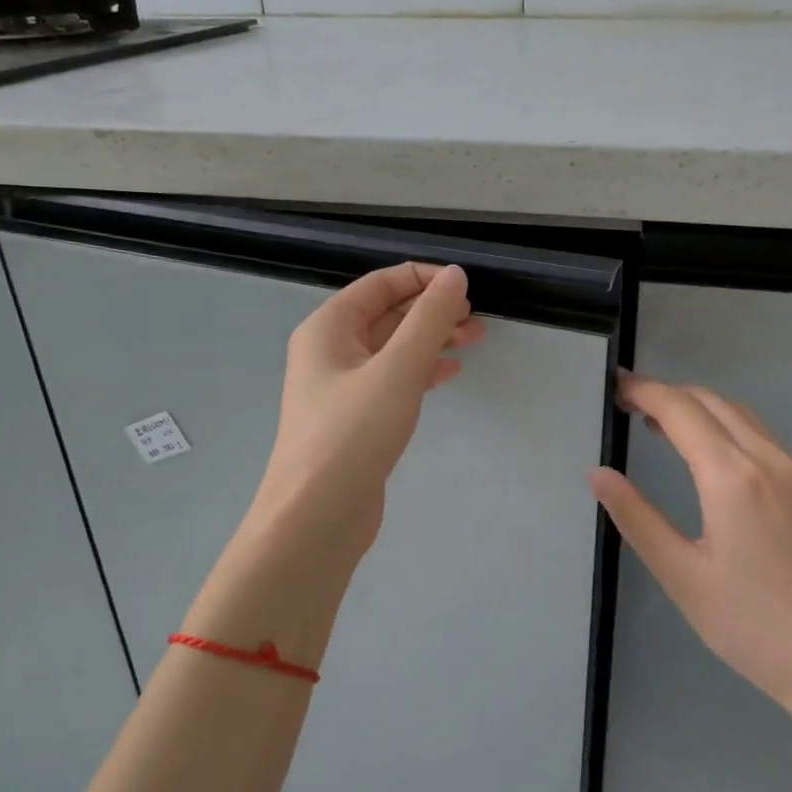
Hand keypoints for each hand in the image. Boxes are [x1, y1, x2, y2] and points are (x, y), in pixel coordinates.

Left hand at [254, 263, 483, 551]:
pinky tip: (449, 372)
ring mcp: (340, 387)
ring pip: (392, 349)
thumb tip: (454, 274)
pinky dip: (420, 371)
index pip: (380, 284)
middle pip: (387, 315)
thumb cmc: (353, 434)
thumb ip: (429, 319)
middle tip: (476, 319)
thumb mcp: (398, 369)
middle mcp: (329, 350)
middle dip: (432, 311)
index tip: (465, 286)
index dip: (423, 278)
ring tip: (475, 340)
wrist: (316, 517)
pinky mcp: (354, 418)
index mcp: (328, 327)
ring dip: (431, 340)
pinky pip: (391, 380)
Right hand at [589, 374, 791, 726]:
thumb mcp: (681, 575)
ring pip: (739, 414)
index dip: (643, 392)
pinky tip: (706, 452)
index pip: (680, 410)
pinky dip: (723, 424)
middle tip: (627, 403)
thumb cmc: (751, 626)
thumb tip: (598, 474)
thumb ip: (636, 518)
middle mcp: (767, 459)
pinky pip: (758, 434)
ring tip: (657, 421)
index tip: (612, 388)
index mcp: (732, 476)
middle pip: (710, 401)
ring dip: (696, 406)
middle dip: (667, 393)